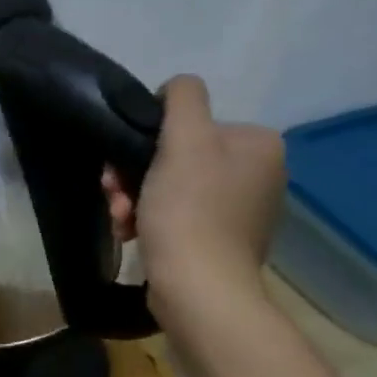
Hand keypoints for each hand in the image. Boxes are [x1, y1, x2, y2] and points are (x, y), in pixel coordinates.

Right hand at [103, 74, 284, 324]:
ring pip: (171, 188)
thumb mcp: (183, 141)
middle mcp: (261, 172)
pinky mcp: (223, 241)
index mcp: (258, 143)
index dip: (147, 142)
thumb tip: (176, 88)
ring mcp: (243, 209)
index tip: (121, 168)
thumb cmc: (188, 211)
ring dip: (136, 199)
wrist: (198, 287)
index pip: (189, 123)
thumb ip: (183, 101)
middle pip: (177, 157)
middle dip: (135, 176)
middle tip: (115, 197)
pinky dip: (151, 221)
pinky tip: (132, 234)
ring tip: (121, 220)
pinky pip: (178, 216)